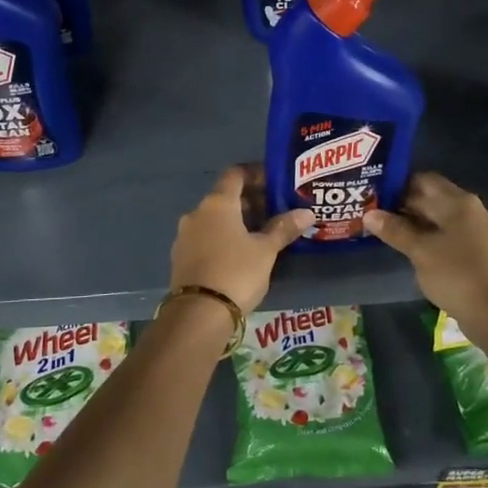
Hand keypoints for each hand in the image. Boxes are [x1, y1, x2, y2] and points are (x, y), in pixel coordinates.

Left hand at [170, 166, 314, 314]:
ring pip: (215, 219)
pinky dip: (223, 238)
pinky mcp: (181, 257)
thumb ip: (284, 228)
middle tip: (276, 211)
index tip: (275, 182)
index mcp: (217, 203)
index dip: (256, 173)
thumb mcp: (265, 250)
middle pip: (225, 197)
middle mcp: (197, 213)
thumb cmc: (236, 272)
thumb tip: (306, 212)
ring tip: (262, 234)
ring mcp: (185, 236)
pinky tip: (240, 254)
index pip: (235, 174)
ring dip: (237, 221)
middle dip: (250, 201)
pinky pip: (206, 237)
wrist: (198, 314)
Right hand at [364, 173, 487, 325]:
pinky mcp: (479, 252)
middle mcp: (471, 210)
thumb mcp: (420, 251)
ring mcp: (477, 231)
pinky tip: (412, 250)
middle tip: (374, 215)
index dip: (397, 185)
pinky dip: (429, 238)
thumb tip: (369, 214)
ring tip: (387, 232)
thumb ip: (395, 230)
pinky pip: (449, 236)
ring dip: (415, 223)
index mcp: (458, 202)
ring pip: (440, 219)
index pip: (423, 180)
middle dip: (404, 205)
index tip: (374, 195)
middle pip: (432, 198)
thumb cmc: (456, 275)